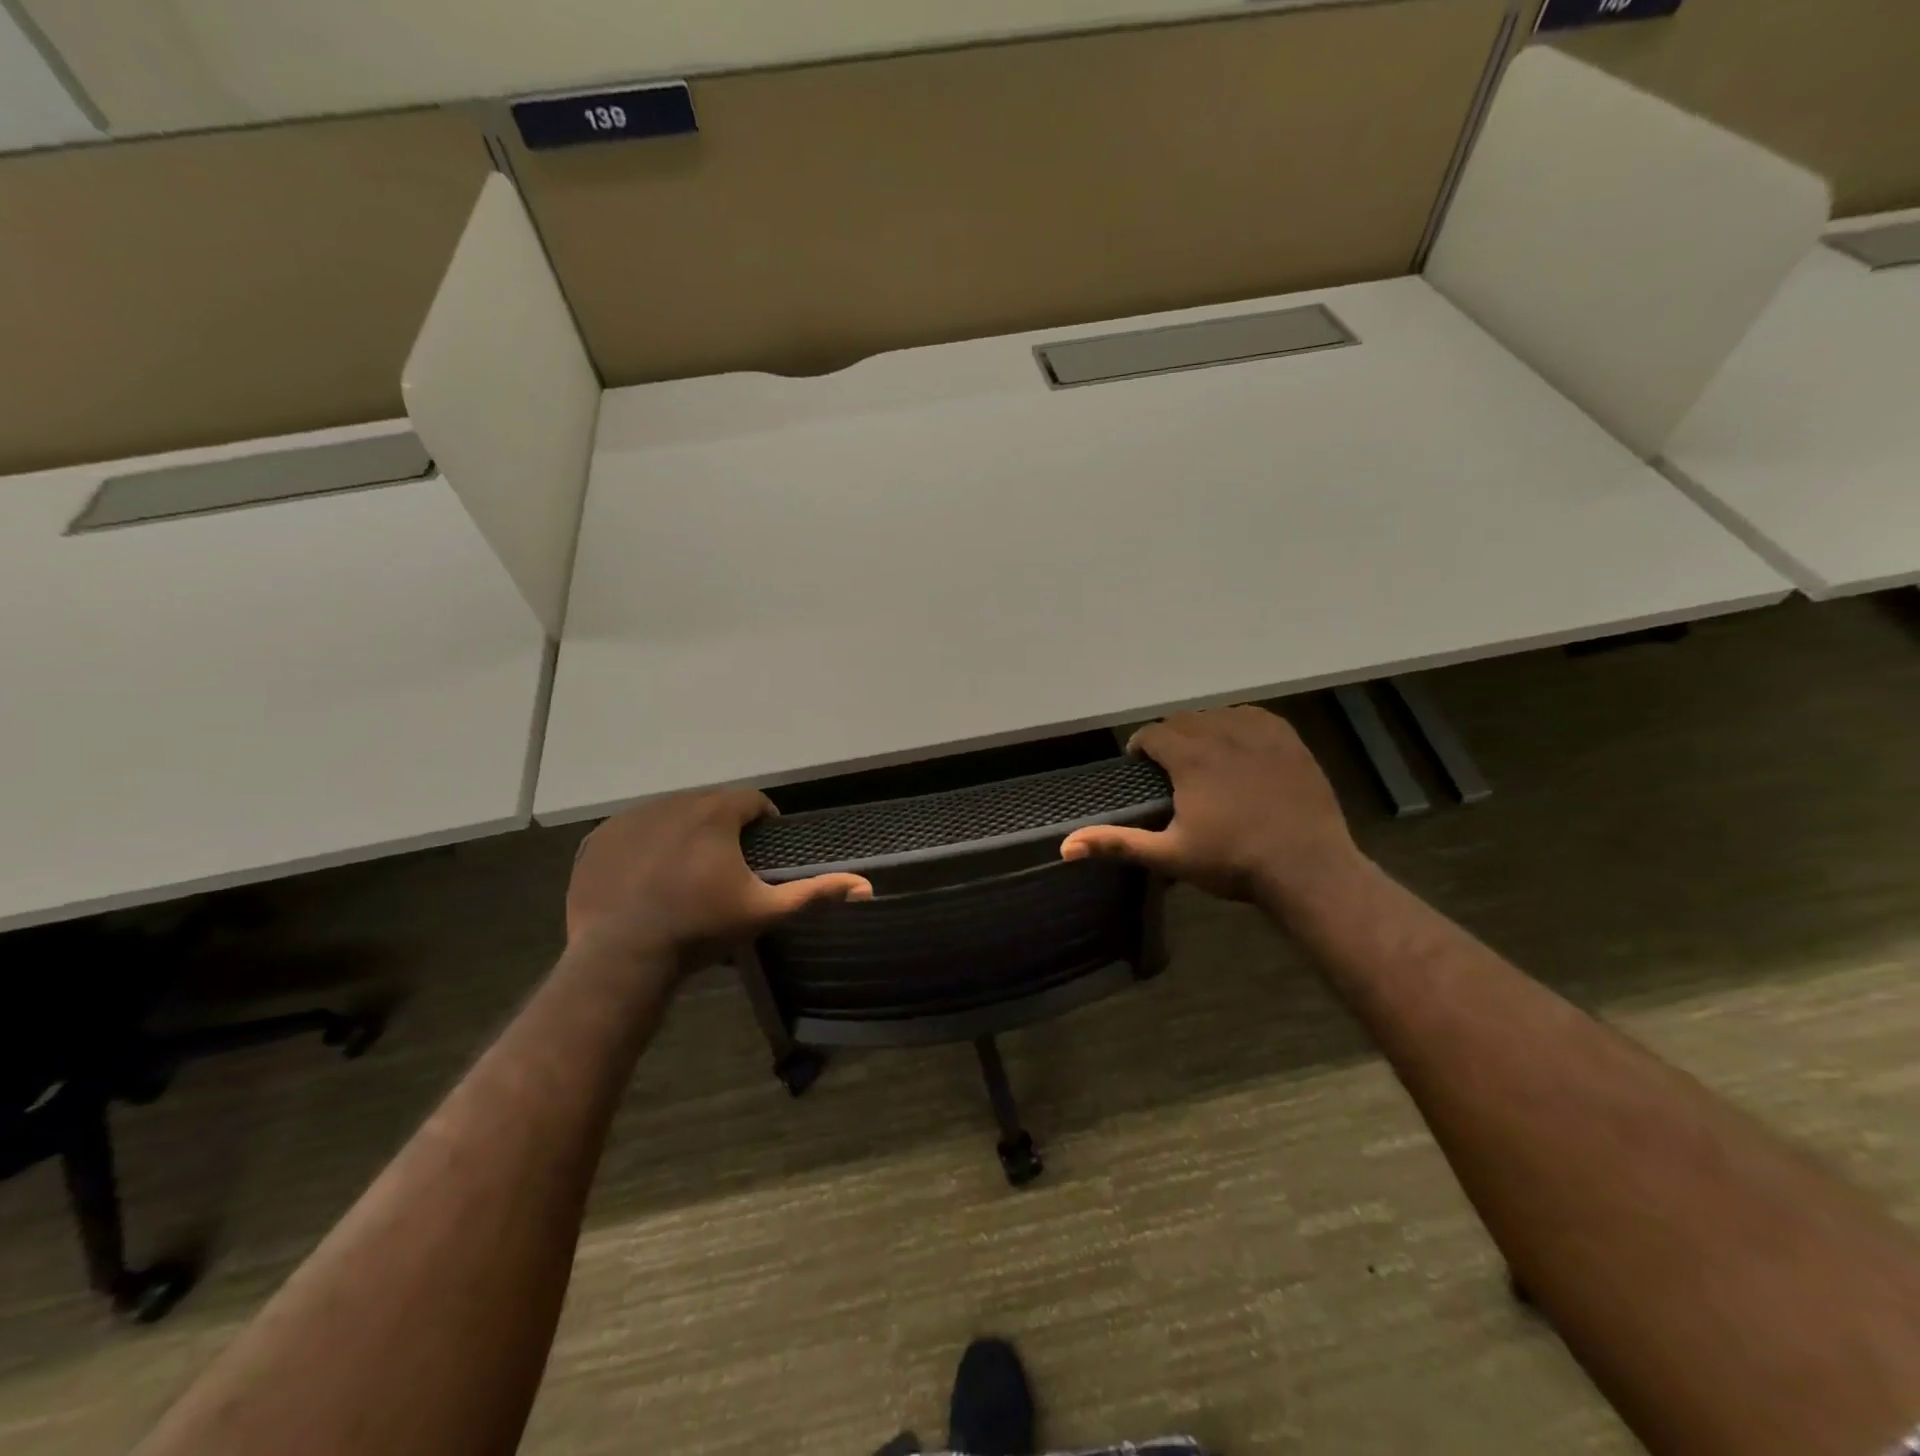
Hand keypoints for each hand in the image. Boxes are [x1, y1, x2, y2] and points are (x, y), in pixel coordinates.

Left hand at [566, 790, 871, 965]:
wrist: (622, 958)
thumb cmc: (700, 929)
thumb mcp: (764, 912)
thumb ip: (814, 893)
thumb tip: (867, 887)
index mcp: (715, 812)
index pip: (751, 801)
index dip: (762, 823)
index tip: (760, 852)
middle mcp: (672, 803)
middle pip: (709, 806)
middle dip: (721, 828)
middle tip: (723, 868)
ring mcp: (630, 819)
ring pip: (669, 815)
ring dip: (683, 834)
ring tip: (685, 874)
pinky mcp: (599, 839)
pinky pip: (631, 832)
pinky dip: (644, 848)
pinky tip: (646, 879)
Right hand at [1060, 706, 1361, 911]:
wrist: (1307, 868)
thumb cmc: (1232, 862)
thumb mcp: (1169, 856)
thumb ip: (1117, 842)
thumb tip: (1065, 847)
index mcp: (1190, 758)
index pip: (1152, 734)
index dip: (1141, 747)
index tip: (1140, 767)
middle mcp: (1222, 734)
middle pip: (1183, 720)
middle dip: (1169, 737)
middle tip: (1170, 768)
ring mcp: (1259, 734)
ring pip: (1217, 715)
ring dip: (1202, 729)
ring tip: (1203, 757)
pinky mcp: (1288, 741)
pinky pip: (1253, 716)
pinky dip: (1238, 725)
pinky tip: (1239, 746)